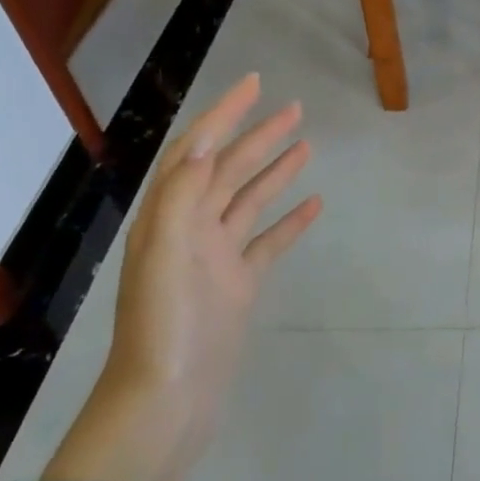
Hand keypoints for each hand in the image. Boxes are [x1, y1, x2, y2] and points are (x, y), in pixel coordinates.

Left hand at [46, 75, 321, 480]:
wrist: (169, 396)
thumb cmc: (165, 323)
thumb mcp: (164, 252)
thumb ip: (181, 196)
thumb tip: (202, 147)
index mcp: (169, 215)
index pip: (198, 150)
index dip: (225, 114)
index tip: (255, 84)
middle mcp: (192, 228)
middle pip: (229, 170)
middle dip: (259, 136)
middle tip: (296, 108)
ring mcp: (218, 257)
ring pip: (251, 201)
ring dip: (277, 171)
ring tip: (307, 145)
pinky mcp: (240, 284)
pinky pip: (269, 242)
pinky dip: (291, 221)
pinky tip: (314, 205)